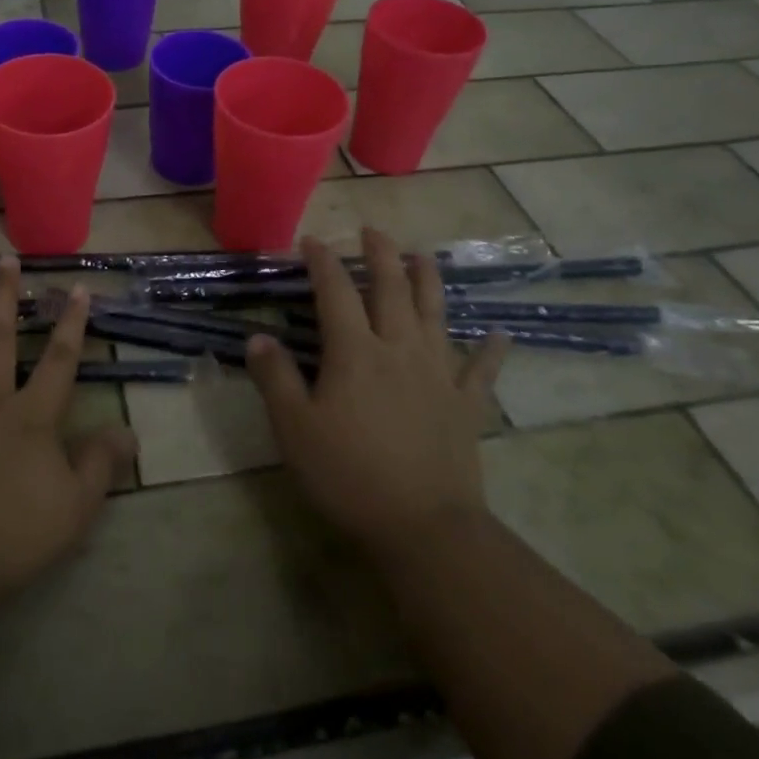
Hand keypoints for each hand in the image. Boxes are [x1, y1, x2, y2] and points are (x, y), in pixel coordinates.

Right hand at [245, 228, 507, 562]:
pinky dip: (491, 350)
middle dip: (380, 254)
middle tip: (373, 230)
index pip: (335, 291)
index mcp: (355, 351)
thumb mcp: (294, 428)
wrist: (424, 527)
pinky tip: (500, 334)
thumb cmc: (349, 475)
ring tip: (423, 255)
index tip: (312, 240)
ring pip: (435, 313)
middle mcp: (398, 348)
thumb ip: (274, 377)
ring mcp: (438, 374)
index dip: (323, 261)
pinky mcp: (465, 404)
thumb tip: (257, 337)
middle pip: (391, 288)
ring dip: (428, 280)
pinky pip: (481, 370)